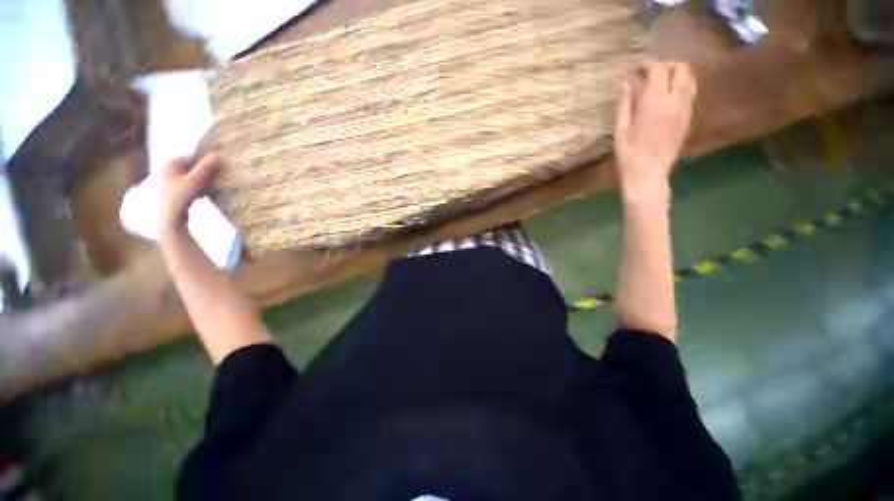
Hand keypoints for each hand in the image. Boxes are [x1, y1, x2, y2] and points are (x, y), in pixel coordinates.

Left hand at [158, 154, 220, 234]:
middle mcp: (167, 169)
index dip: (206, 161)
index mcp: (169, 163)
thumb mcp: (194, 181)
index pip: (192, 156)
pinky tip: (206, 194)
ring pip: (192, 176)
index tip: (220, 167)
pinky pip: (190, 185)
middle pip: (192, 166)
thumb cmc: (179, 197)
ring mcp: (170, 181)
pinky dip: (199, 187)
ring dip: (204, 179)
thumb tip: (218, 155)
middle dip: (206, 170)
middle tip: (220, 176)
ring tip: (215, 185)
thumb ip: (205, 168)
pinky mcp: (174, 192)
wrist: (169, 219)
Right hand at [614, 62, 696, 200]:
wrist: (648, 173)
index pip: (658, 69)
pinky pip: (690, 94)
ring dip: (676, 75)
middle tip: (650, 74)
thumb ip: (625, 102)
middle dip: (666, 66)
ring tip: (660, 84)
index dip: (647, 64)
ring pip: (690, 79)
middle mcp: (675, 100)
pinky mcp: (688, 118)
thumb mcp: (621, 128)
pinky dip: (680, 88)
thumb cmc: (629, 153)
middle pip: (681, 68)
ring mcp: (685, 109)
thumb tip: (625, 81)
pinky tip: (666, 98)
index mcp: (654, 101)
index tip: (636, 69)